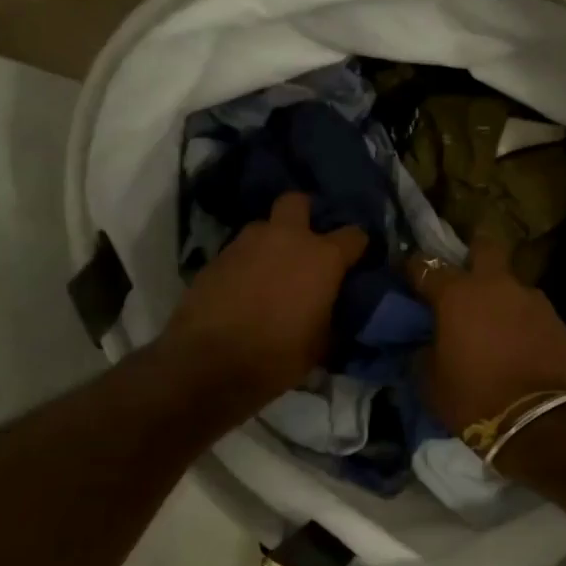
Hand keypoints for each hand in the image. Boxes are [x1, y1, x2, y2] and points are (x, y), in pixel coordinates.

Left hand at [162, 192, 367, 410]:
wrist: (208, 363)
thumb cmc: (277, 356)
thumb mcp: (320, 345)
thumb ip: (330, 316)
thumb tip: (330, 311)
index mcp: (322, 258)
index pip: (354, 235)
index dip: (357, 247)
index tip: (354, 262)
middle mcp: (285, 238)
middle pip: (297, 202)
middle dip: (304, 215)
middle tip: (305, 244)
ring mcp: (245, 244)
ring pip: (263, 228)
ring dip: (270, 243)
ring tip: (270, 273)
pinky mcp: (215, 258)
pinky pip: (238, 252)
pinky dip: (245, 265)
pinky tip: (242, 290)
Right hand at [407, 237, 565, 436]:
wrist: (538, 421)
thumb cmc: (474, 398)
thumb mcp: (430, 381)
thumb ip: (423, 351)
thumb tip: (426, 343)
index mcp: (456, 295)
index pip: (425, 266)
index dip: (413, 267)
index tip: (407, 274)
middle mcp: (494, 285)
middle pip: (484, 246)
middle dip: (473, 254)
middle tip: (465, 276)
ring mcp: (529, 297)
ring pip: (510, 282)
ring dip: (500, 295)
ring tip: (495, 322)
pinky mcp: (555, 317)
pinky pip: (530, 308)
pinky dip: (520, 318)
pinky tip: (518, 340)